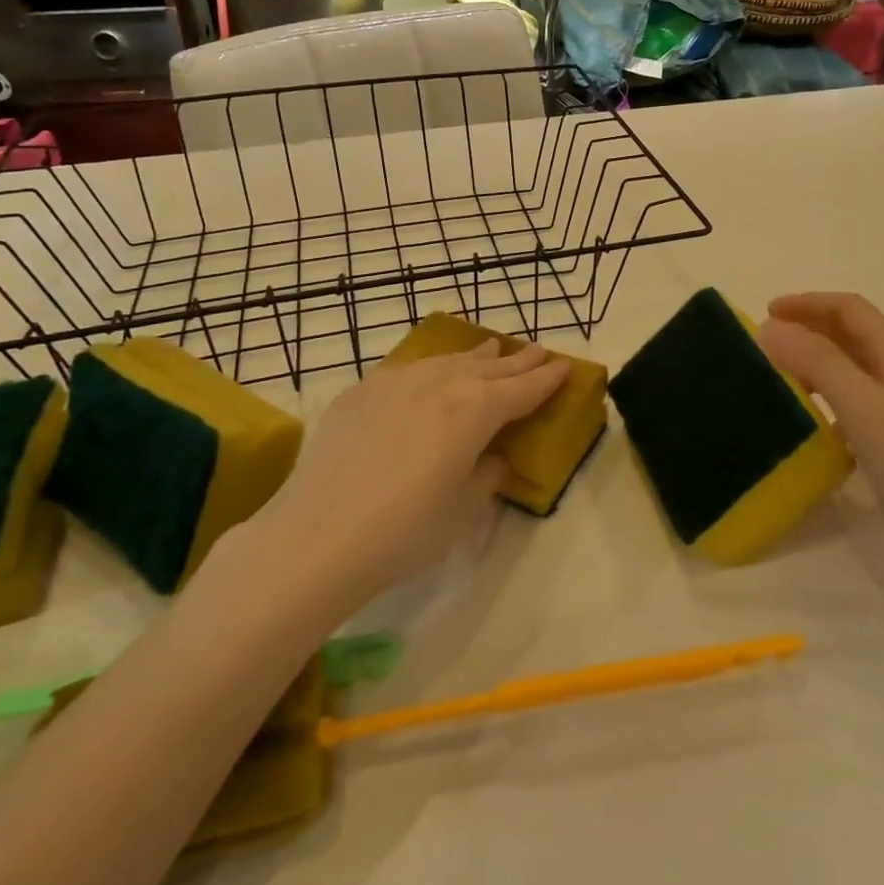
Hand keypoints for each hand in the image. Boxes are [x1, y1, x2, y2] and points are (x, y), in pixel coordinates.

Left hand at [266, 341, 568, 599]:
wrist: (318, 535)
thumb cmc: (404, 532)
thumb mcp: (464, 511)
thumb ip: (487, 476)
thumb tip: (493, 459)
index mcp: (474, 411)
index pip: (522, 390)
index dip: (546, 379)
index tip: (565, 366)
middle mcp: (440, 385)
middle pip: (489, 368)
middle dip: (518, 361)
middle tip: (539, 349)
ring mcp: (397, 383)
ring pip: (448, 361)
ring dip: (476, 357)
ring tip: (492, 350)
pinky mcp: (362, 392)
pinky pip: (409, 370)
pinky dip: (432, 368)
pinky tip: (430, 374)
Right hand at [758, 293, 883, 558]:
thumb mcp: (863, 407)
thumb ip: (818, 362)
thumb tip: (771, 328)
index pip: (850, 309)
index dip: (807, 303)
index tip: (766, 314)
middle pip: (854, 333)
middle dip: (810, 327)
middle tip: (768, 342)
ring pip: (856, 366)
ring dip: (818, 360)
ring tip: (783, 374)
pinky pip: (860, 398)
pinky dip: (830, 393)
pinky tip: (815, 417)